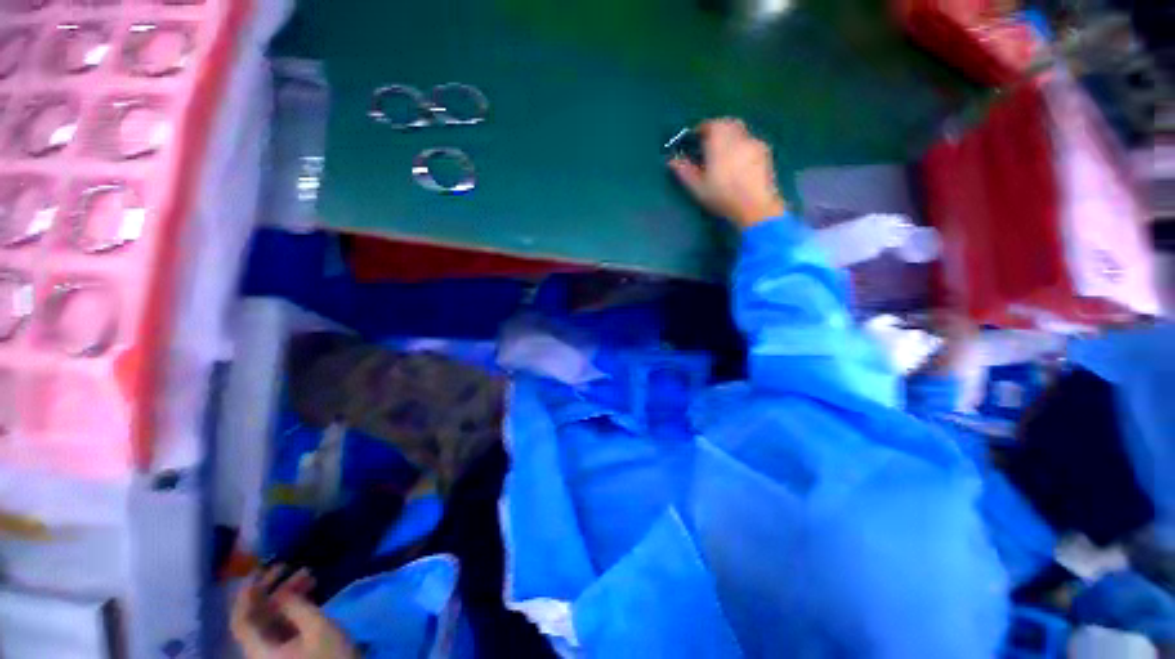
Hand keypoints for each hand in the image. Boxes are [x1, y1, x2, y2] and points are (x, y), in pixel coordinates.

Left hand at [231, 566, 357, 658]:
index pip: (241, 620)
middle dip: (271, 589)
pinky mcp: (288, 650)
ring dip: (286, 595)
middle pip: (255, 617)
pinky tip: (308, 591)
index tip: (260, 568)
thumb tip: (281, 590)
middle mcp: (260, 650)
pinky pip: (282, 623)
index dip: (245, 593)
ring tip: (308, 574)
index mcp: (259, 649)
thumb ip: (296, 607)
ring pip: (270, 618)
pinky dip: (292, 606)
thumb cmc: (330, 657)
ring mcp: (274, 650)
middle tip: (289, 565)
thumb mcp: (318, 628)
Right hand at [668, 118, 786, 229]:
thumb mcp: (698, 188)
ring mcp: (754, 144)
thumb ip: (685, 171)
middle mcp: (738, 137)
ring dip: (730, 136)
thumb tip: (672, 161)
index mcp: (720, 142)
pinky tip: (738, 162)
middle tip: (708, 143)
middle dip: (717, 129)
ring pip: (740, 131)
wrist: (755, 207)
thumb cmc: (723, 197)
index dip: (701, 129)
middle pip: (728, 123)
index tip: (695, 139)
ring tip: (723, 153)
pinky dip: (741, 145)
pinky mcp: (765, 153)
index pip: (710, 125)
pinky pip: (750, 141)